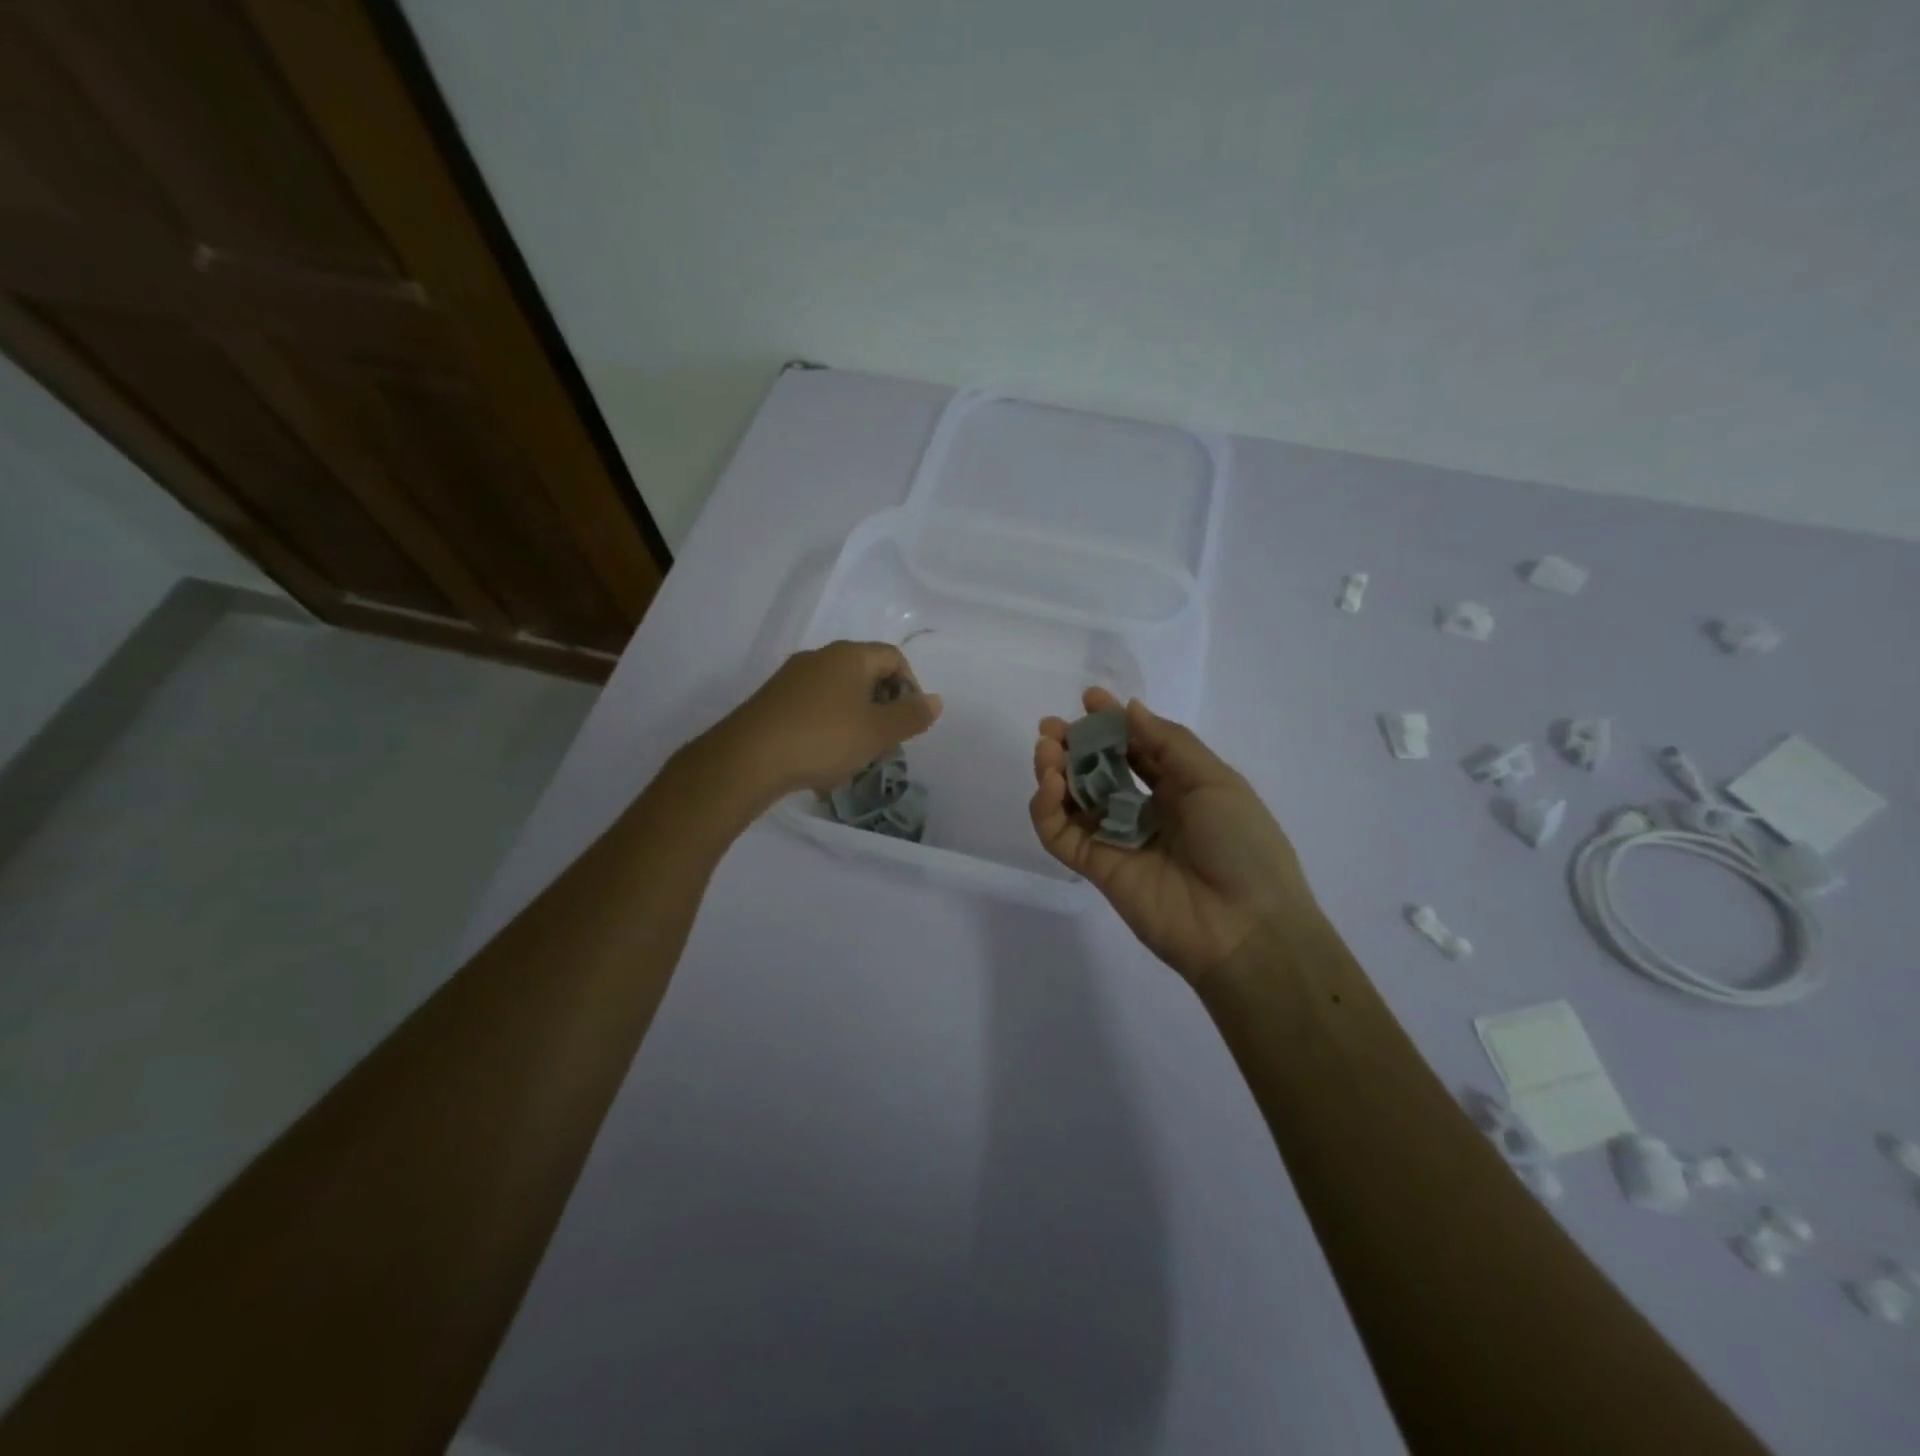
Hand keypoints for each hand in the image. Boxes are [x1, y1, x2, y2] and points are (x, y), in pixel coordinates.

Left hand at [715, 641, 942, 800]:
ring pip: (838, 694)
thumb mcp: (878, 732)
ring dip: (854, 721)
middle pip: (865, 674)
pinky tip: (822, 761)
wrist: (748, 759)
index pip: (894, 657)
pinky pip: (813, 708)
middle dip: (881, 707)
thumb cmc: (824, 739)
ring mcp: (792, 678)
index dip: (910, 687)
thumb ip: (911, 716)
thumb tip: (935, 700)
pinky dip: (827, 728)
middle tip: (884, 741)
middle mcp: (820, 657)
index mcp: (850, 656)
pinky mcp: (773, 701)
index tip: (908, 722)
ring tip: (854, 756)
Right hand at [1030, 689, 1313, 984]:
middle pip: (1097, 772)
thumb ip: (1168, 743)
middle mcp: (1145, 810)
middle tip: (1051, 729)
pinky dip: (1046, 810)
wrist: (1245, 927)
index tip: (1089, 699)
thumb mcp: (1215, 780)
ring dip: (1054, 771)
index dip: (1112, 724)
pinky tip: (1050, 786)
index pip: (1136, 749)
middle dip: (1074, 746)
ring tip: (1047, 752)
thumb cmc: (1242, 844)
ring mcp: (1118, 840)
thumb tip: (1130, 709)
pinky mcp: (1096, 868)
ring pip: (1073, 800)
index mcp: (1180, 788)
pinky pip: (1061, 835)